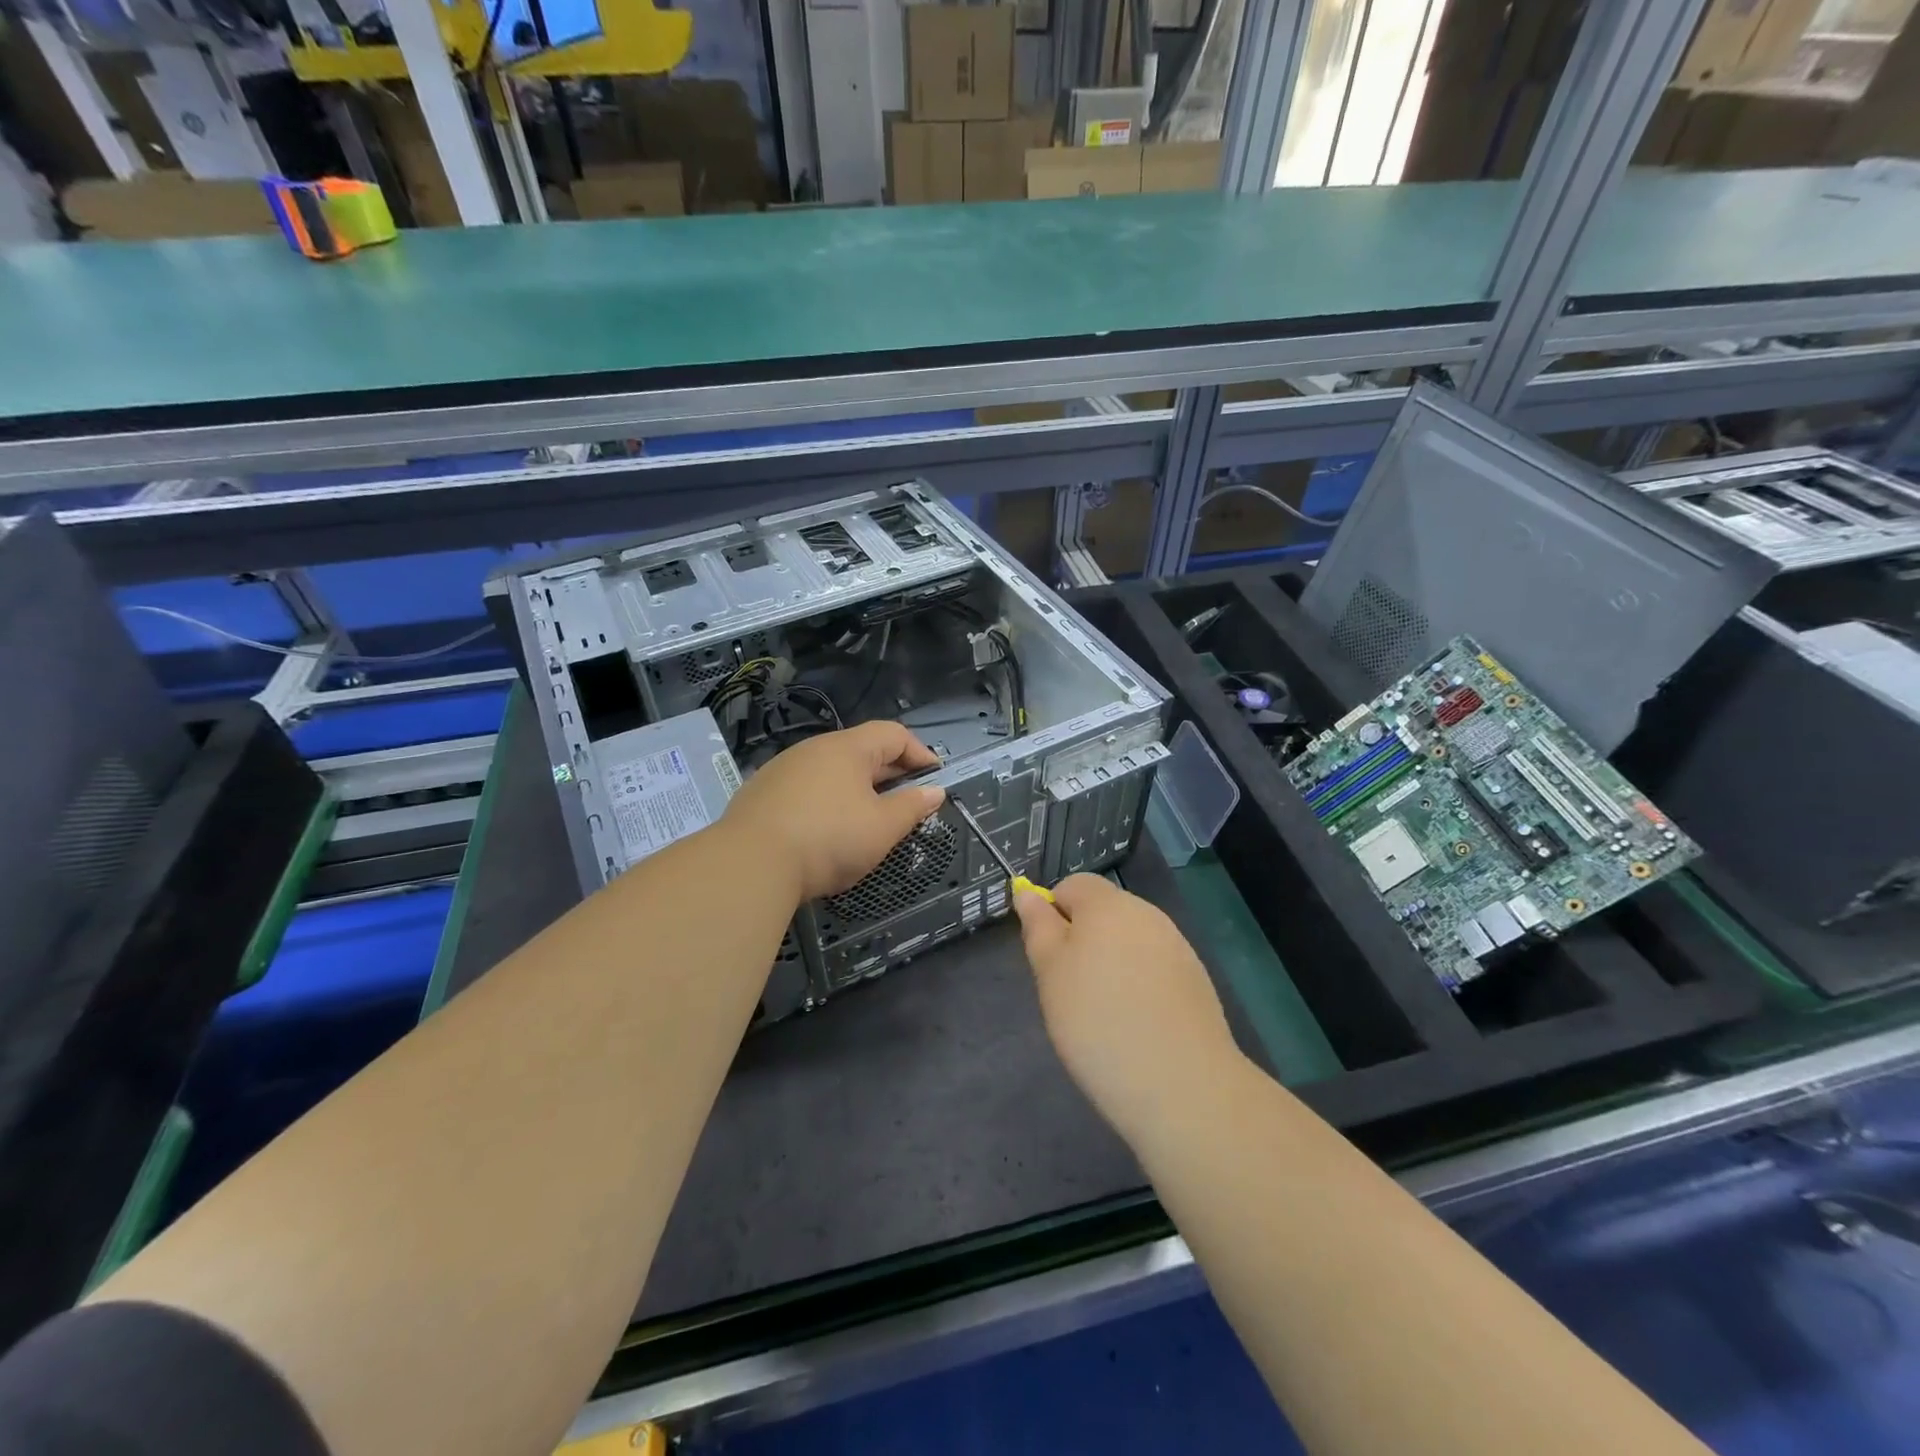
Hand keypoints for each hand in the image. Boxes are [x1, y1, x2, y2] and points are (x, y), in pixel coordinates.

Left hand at [721, 721, 945, 902]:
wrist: (749, 863)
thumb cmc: (829, 839)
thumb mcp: (882, 827)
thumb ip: (912, 807)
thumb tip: (935, 791)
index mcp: (848, 748)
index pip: (893, 734)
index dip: (920, 753)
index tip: (935, 779)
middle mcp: (814, 749)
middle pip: (862, 751)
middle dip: (891, 773)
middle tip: (909, 800)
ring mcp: (783, 769)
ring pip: (832, 771)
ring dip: (857, 788)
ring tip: (870, 816)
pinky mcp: (761, 793)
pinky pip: (807, 788)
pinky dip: (827, 801)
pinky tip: (827, 828)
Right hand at [1013, 874, 1243, 1140]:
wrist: (1181, 1084)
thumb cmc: (1098, 1021)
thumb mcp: (1050, 973)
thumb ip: (1038, 927)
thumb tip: (1027, 893)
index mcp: (1108, 904)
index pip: (1072, 885)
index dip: (1052, 914)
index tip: (1047, 960)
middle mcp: (1147, 914)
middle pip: (1103, 911)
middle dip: (1082, 940)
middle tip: (1070, 990)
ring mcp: (1177, 946)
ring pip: (1129, 941)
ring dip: (1111, 963)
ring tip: (1104, 1013)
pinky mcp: (1196, 980)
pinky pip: (1154, 968)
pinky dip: (1139, 985)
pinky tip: (1137, 1024)